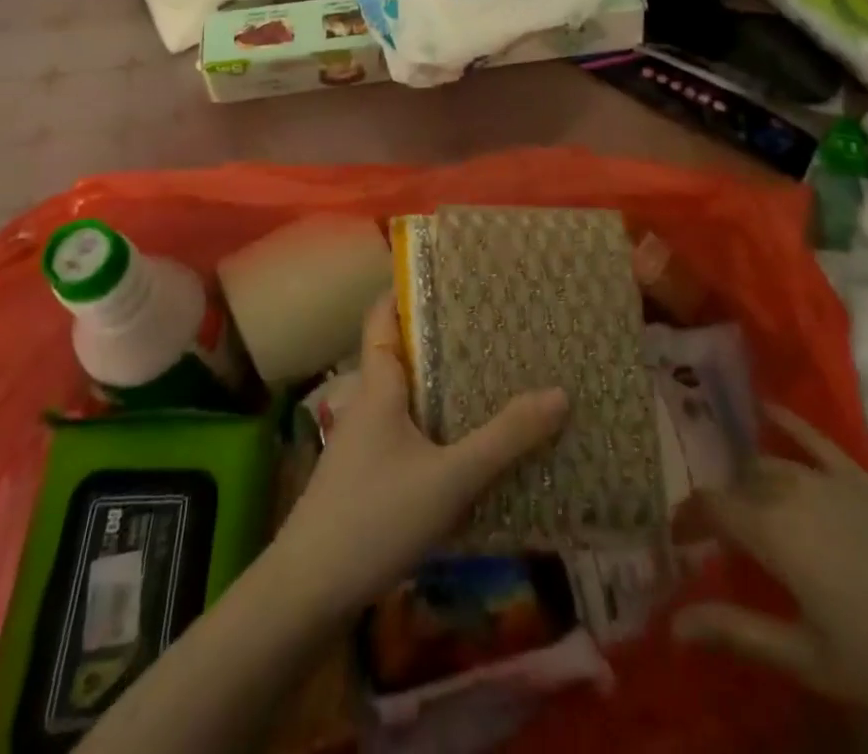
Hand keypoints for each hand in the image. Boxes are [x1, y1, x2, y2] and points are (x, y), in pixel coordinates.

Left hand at [269, 294, 568, 623]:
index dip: (407, 289)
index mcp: (378, 384)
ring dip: (441, 382)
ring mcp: (364, 440)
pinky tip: (468, 440)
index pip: (382, 315)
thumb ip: (504, 439)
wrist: (308, 593)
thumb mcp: (449, 478)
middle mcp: (368, 401)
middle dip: (441, 336)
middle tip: (491, 322)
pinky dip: (436, 423)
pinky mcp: (368, 475)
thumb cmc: (375, 517)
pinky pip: (408, 430)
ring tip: (491, 372)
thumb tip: (559, 393)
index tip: (450, 273)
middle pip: (401, 352)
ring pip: (406, 394)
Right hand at [672, 409, 867, 753]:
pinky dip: (789, 421)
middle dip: (724, 505)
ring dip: (752, 479)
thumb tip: (673, 625)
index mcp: (773, 532)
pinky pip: (816, 438)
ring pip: (772, 464)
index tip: (678, 537)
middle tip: (720, 535)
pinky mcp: (863, 476)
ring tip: (747, 500)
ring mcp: (830, 478)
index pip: (711, 507)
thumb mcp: (808, 659)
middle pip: (741, 484)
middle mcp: (792, 491)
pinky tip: (769, 408)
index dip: (689, 518)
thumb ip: (737, 633)